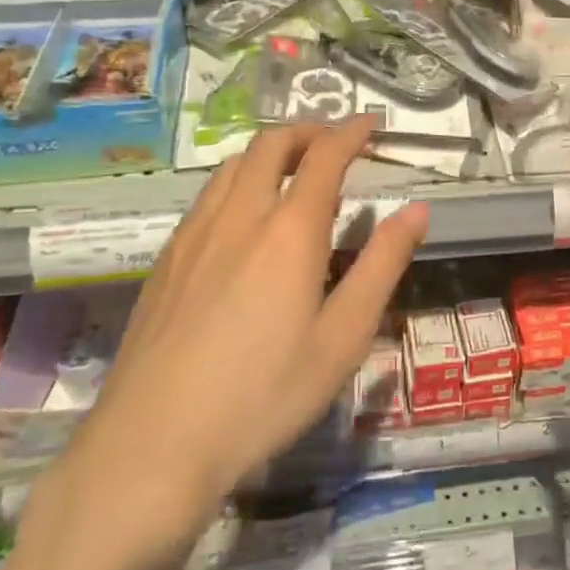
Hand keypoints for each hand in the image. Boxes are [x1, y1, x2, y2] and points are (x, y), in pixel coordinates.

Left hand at [81, 117, 427, 502]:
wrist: (152, 446)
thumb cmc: (265, 395)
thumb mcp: (343, 337)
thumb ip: (383, 265)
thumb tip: (417, 210)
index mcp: (289, 232)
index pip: (324, 156)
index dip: (351, 132)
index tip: (371, 124)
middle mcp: (239, 217)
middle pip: (270, 145)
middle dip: (307, 131)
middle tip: (335, 142)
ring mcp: (194, 236)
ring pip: (232, 166)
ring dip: (269, 151)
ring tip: (292, 169)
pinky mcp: (165, 261)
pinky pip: (207, 196)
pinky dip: (237, 180)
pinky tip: (243, 217)